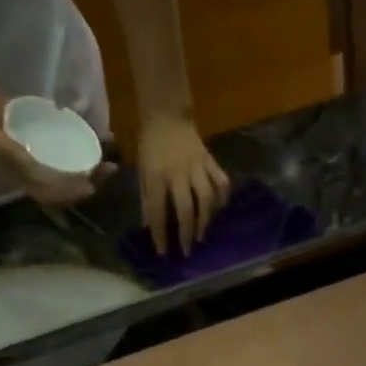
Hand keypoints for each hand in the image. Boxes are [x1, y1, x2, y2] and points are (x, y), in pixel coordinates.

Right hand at [0, 73, 110, 205]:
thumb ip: (12, 155)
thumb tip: (40, 172)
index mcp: (19, 176)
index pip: (52, 193)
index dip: (72, 193)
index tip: (91, 186)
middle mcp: (30, 167)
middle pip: (65, 180)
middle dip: (90, 178)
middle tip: (111, 167)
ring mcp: (34, 150)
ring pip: (67, 162)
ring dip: (89, 161)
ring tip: (109, 152)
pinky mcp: (35, 132)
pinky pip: (61, 141)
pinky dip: (78, 138)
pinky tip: (94, 131)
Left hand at [137, 113, 229, 255]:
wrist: (167, 113)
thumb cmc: (150, 144)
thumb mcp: (142, 170)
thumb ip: (146, 197)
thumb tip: (149, 225)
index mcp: (156, 175)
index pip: (158, 210)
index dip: (160, 233)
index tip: (163, 252)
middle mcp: (178, 173)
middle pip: (186, 208)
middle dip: (187, 233)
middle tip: (187, 250)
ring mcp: (197, 166)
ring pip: (206, 198)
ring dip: (205, 220)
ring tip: (202, 235)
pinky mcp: (210, 161)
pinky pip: (221, 182)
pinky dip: (223, 197)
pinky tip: (220, 209)